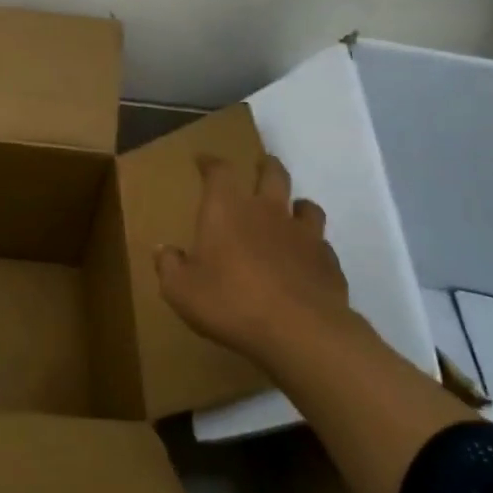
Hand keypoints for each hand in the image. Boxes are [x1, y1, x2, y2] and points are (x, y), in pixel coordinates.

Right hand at [155, 154, 354, 365]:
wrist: (300, 332)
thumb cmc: (231, 302)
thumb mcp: (181, 290)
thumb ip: (169, 266)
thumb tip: (163, 250)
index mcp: (227, 210)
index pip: (219, 171)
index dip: (211, 162)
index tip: (204, 160)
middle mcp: (268, 211)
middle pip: (272, 174)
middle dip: (265, 167)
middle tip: (260, 166)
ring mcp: (304, 235)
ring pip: (306, 205)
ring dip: (296, 204)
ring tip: (291, 210)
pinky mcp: (328, 262)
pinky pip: (322, 245)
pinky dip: (313, 246)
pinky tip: (306, 259)